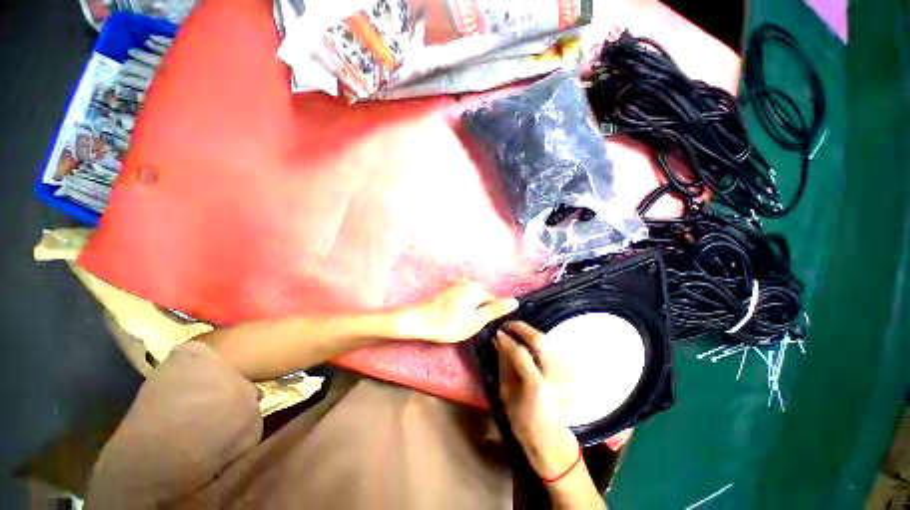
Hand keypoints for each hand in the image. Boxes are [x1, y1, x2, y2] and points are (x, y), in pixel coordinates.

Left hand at [396, 279, 518, 342]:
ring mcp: (458, 283)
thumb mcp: (476, 321)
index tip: (480, 327)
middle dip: (479, 312)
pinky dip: (462, 306)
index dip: (489, 317)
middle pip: (483, 299)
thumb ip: (496, 310)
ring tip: (459, 322)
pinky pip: (464, 297)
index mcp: (477, 288)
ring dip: (470, 310)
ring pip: (473, 299)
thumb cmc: (449, 324)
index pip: (494, 302)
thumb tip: (515, 301)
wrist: (419, 321)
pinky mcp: (450, 287)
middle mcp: (469, 281)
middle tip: (468, 326)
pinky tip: (453, 316)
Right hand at [496, 321, 579, 478]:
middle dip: (521, 328)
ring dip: (531, 333)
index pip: (521, 353)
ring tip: (516, 332)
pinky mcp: (571, 373)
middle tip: (508, 324)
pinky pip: (554, 349)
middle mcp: (556, 377)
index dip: (507, 339)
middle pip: (540, 340)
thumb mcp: (506, 395)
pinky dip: (540, 343)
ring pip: (549, 341)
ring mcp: (567, 374)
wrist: (552, 441)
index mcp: (538, 388)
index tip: (497, 332)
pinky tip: (530, 344)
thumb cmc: (523, 423)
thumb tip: (498, 341)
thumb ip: (504, 364)